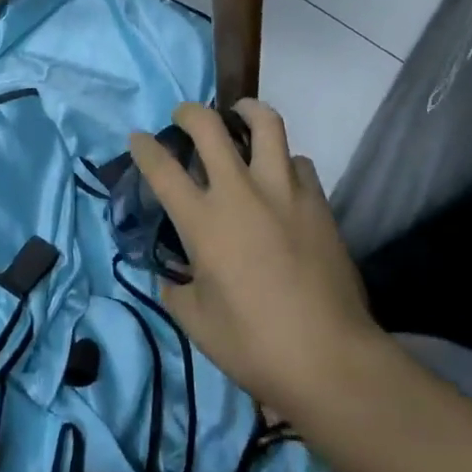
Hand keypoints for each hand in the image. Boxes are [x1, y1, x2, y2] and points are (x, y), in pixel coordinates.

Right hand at [129, 99, 377, 418]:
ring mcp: (282, 190)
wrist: (332, 359)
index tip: (138, 138)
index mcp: (203, 221)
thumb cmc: (256, 346)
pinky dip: (284, 161)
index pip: (161, 168)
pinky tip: (281, 177)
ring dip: (246, 112)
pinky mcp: (317, 201)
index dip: (144, 147)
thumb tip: (170, 276)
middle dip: (188, 111)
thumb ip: (176, 291)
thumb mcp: (198, 324)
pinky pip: (297, 161)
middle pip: (208, 126)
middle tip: (184, 117)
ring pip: (265, 123)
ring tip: (241, 116)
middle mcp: (239, 192)